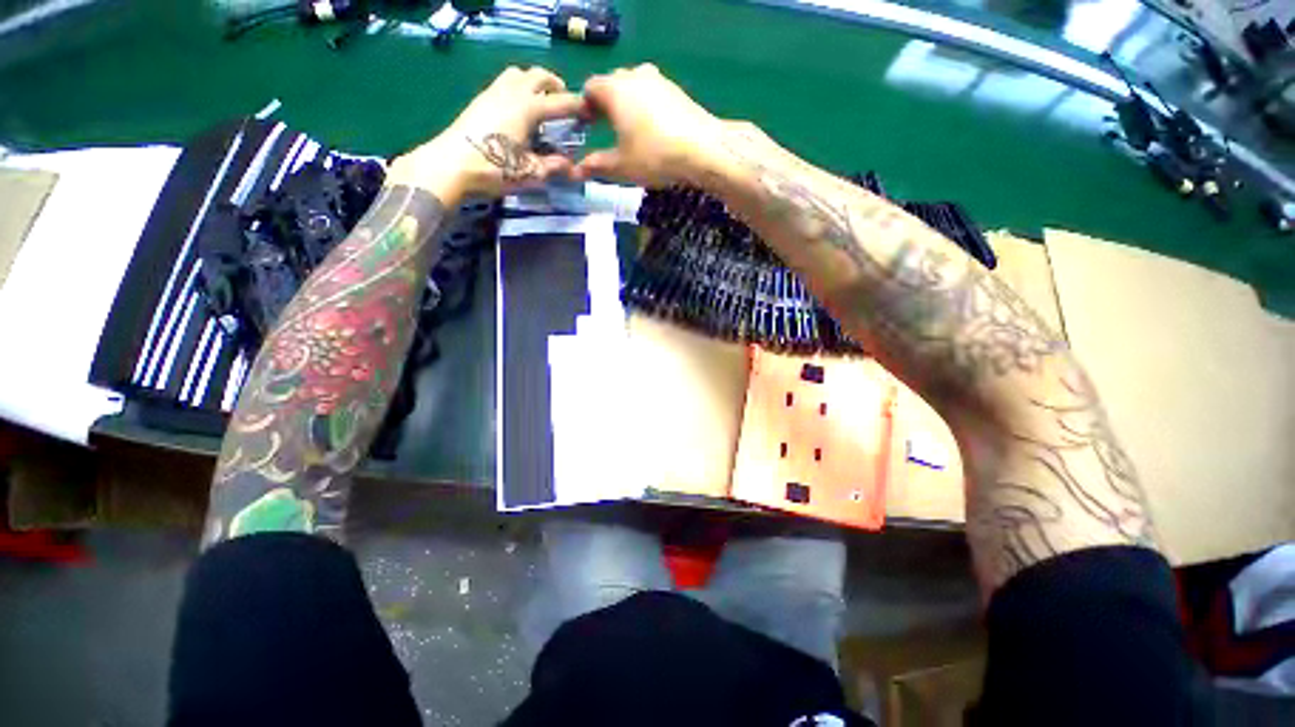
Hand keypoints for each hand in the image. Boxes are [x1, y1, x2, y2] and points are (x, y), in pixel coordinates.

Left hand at [387, 66, 585, 201]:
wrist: (450, 165)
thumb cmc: (494, 169)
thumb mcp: (530, 173)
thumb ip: (553, 167)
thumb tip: (570, 165)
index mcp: (528, 108)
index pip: (561, 102)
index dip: (579, 107)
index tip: (591, 114)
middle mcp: (512, 92)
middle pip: (538, 75)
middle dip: (555, 85)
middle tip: (564, 102)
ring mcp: (492, 93)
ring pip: (518, 74)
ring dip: (534, 82)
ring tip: (540, 102)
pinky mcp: (480, 100)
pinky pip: (504, 83)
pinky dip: (518, 88)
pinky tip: (518, 110)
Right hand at [573, 64, 724, 186]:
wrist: (703, 150)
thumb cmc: (654, 156)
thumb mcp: (621, 166)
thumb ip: (596, 165)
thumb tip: (575, 172)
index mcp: (615, 89)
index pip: (590, 88)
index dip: (584, 106)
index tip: (585, 125)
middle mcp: (635, 75)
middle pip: (612, 84)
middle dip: (605, 104)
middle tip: (605, 128)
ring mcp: (659, 80)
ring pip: (634, 88)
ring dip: (627, 104)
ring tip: (630, 130)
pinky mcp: (677, 89)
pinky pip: (653, 94)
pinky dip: (646, 107)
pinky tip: (653, 130)